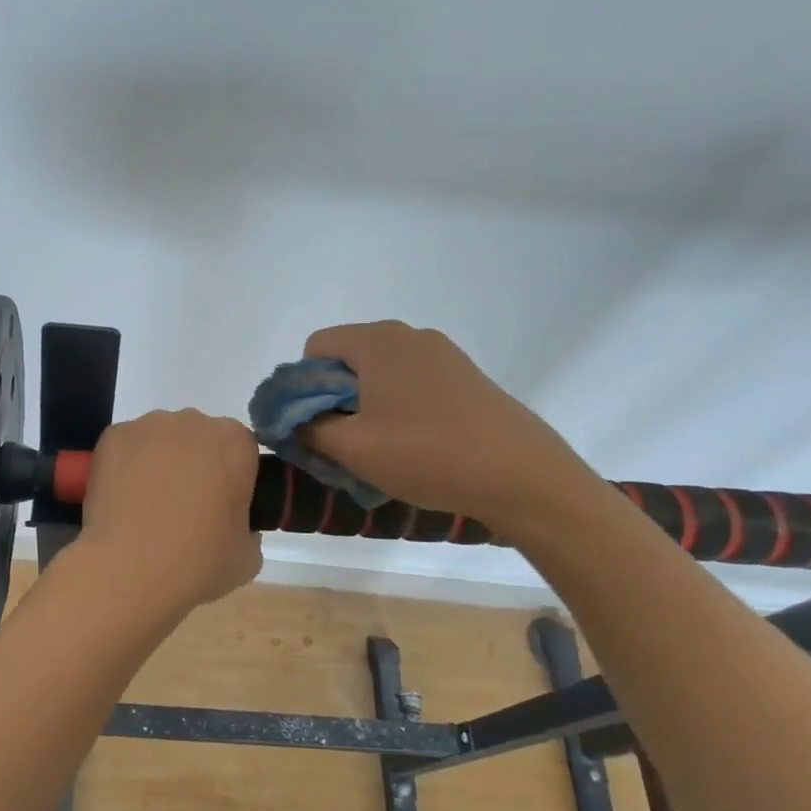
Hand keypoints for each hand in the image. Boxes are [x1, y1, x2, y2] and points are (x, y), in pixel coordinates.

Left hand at [73, 410, 263, 619]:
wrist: (128, 570)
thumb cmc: (197, 563)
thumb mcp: (247, 557)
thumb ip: (248, 529)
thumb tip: (231, 524)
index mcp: (235, 443)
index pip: (242, 450)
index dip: (234, 477)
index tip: (223, 506)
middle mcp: (193, 422)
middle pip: (201, 437)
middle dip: (197, 464)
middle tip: (186, 508)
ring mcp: (149, 426)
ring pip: (163, 438)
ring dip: (162, 462)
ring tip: (149, 505)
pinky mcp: (113, 436)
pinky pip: (129, 446)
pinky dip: (128, 464)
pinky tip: (124, 499)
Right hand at [300, 321, 595, 532]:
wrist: (522, 475)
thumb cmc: (427, 454)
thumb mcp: (352, 448)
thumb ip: (307, 429)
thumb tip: (288, 420)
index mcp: (377, 341)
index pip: (315, 347)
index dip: (304, 387)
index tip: (317, 426)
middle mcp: (408, 335)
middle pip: (347, 359)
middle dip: (334, 399)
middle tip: (343, 443)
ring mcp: (442, 354)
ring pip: (379, 374)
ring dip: (365, 408)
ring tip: (379, 450)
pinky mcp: (465, 376)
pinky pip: (410, 384)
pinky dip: (397, 409)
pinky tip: (414, 446)